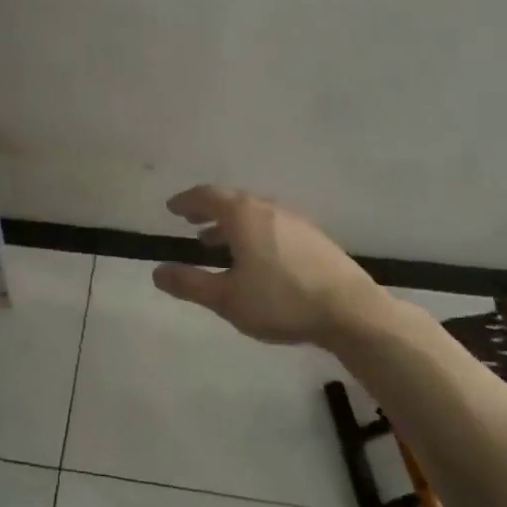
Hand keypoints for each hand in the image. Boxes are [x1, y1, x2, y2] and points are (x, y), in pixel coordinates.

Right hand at [152, 185, 383, 346]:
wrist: (350, 310)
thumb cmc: (281, 301)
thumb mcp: (227, 298)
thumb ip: (190, 284)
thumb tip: (157, 273)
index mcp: (243, 215)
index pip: (207, 196)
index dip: (186, 201)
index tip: (172, 207)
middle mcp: (268, 208)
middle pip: (232, 200)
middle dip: (208, 210)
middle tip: (191, 221)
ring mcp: (295, 220)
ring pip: (254, 212)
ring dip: (231, 223)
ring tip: (216, 242)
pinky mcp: (313, 237)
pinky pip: (272, 223)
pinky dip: (253, 231)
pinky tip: (256, 256)